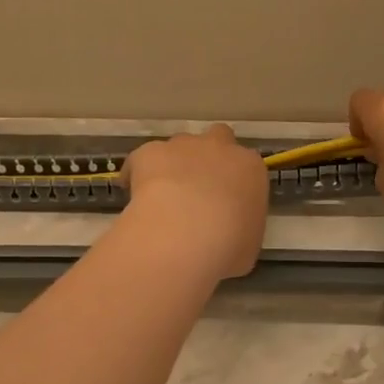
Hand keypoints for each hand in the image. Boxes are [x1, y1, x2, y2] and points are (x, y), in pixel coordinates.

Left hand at [118, 124, 269, 280]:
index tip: (227, 202)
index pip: (247, 166)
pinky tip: (133, 195)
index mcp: (250, 169)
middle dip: (209, 156)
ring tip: (163, 194)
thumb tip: (228, 237)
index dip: (235, 182)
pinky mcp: (150, 151)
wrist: (186, 232)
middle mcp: (220, 148)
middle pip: (218, 138)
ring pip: (180, 145)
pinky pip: (142, 159)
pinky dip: (137, 173)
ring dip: (175, 163)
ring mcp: (183, 146)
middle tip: (198, 186)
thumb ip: (241, 230)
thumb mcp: (247, 245)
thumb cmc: (228, 245)